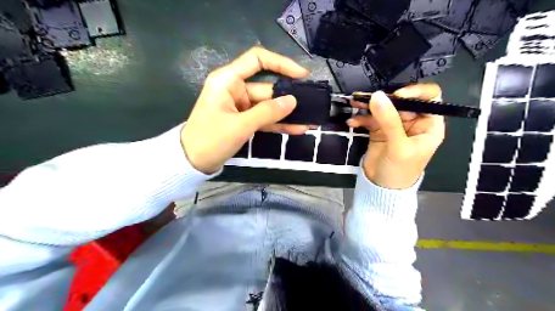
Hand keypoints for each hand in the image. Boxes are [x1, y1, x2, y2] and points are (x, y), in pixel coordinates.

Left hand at [184, 46, 309, 173]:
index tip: (301, 75)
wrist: (192, 162)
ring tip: (309, 120)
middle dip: (289, 97)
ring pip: (268, 106)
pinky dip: (278, 124)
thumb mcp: (240, 125)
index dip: (281, 63)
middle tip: (312, 104)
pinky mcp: (243, 120)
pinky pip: (264, 119)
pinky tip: (297, 129)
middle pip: (267, 87)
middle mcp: (235, 89)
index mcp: (228, 80)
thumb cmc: (210, 139)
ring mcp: (240, 106)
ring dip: (286, 114)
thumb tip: (292, 101)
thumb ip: (267, 112)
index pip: (257, 60)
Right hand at [346, 83, 444, 188]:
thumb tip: (377, 96)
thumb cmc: (400, 170)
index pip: (429, 98)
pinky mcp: (379, 130)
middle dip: (384, 98)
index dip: (415, 92)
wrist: (382, 188)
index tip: (396, 95)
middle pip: (401, 101)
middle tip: (367, 99)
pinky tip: (352, 122)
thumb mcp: (398, 146)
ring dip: (368, 105)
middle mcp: (413, 122)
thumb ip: (389, 120)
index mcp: (428, 124)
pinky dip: (361, 119)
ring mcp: (394, 125)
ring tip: (355, 103)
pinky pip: (370, 118)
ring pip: (383, 108)